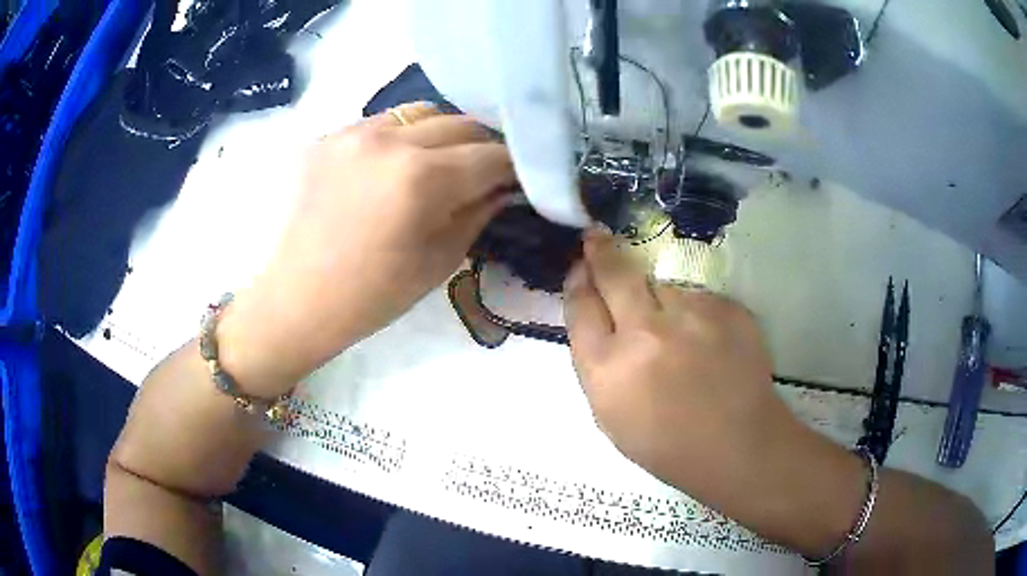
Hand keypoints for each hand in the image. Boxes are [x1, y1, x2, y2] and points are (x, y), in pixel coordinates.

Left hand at [221, 103, 515, 394]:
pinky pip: (382, 123)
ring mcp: (354, 132)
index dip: (514, 165)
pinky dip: (403, 137)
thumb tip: (505, 187)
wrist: (299, 298)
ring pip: (422, 113)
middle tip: (487, 171)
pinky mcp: (329, 137)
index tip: (522, 177)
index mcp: (421, 178)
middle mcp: (390, 140)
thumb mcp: (440, 259)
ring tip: (441, 162)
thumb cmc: (374, 294)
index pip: (490, 154)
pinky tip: (396, 165)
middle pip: (461, 123)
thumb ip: (479, 212)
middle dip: (483, 146)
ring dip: (443, 134)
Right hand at [563, 230, 861, 544]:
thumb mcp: (610, 416)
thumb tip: (597, 317)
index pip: (581, 307)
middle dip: (601, 251)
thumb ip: (597, 364)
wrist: (738, 446)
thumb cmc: (667, 445)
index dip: (577, 282)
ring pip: (663, 285)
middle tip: (597, 237)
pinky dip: (696, 314)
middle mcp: (646, 332)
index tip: (580, 268)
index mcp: (607, 369)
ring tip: (676, 332)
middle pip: (615, 274)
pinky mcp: (727, 308)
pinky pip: (698, 299)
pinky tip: (707, 344)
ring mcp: (692, 315)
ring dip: (660, 298)